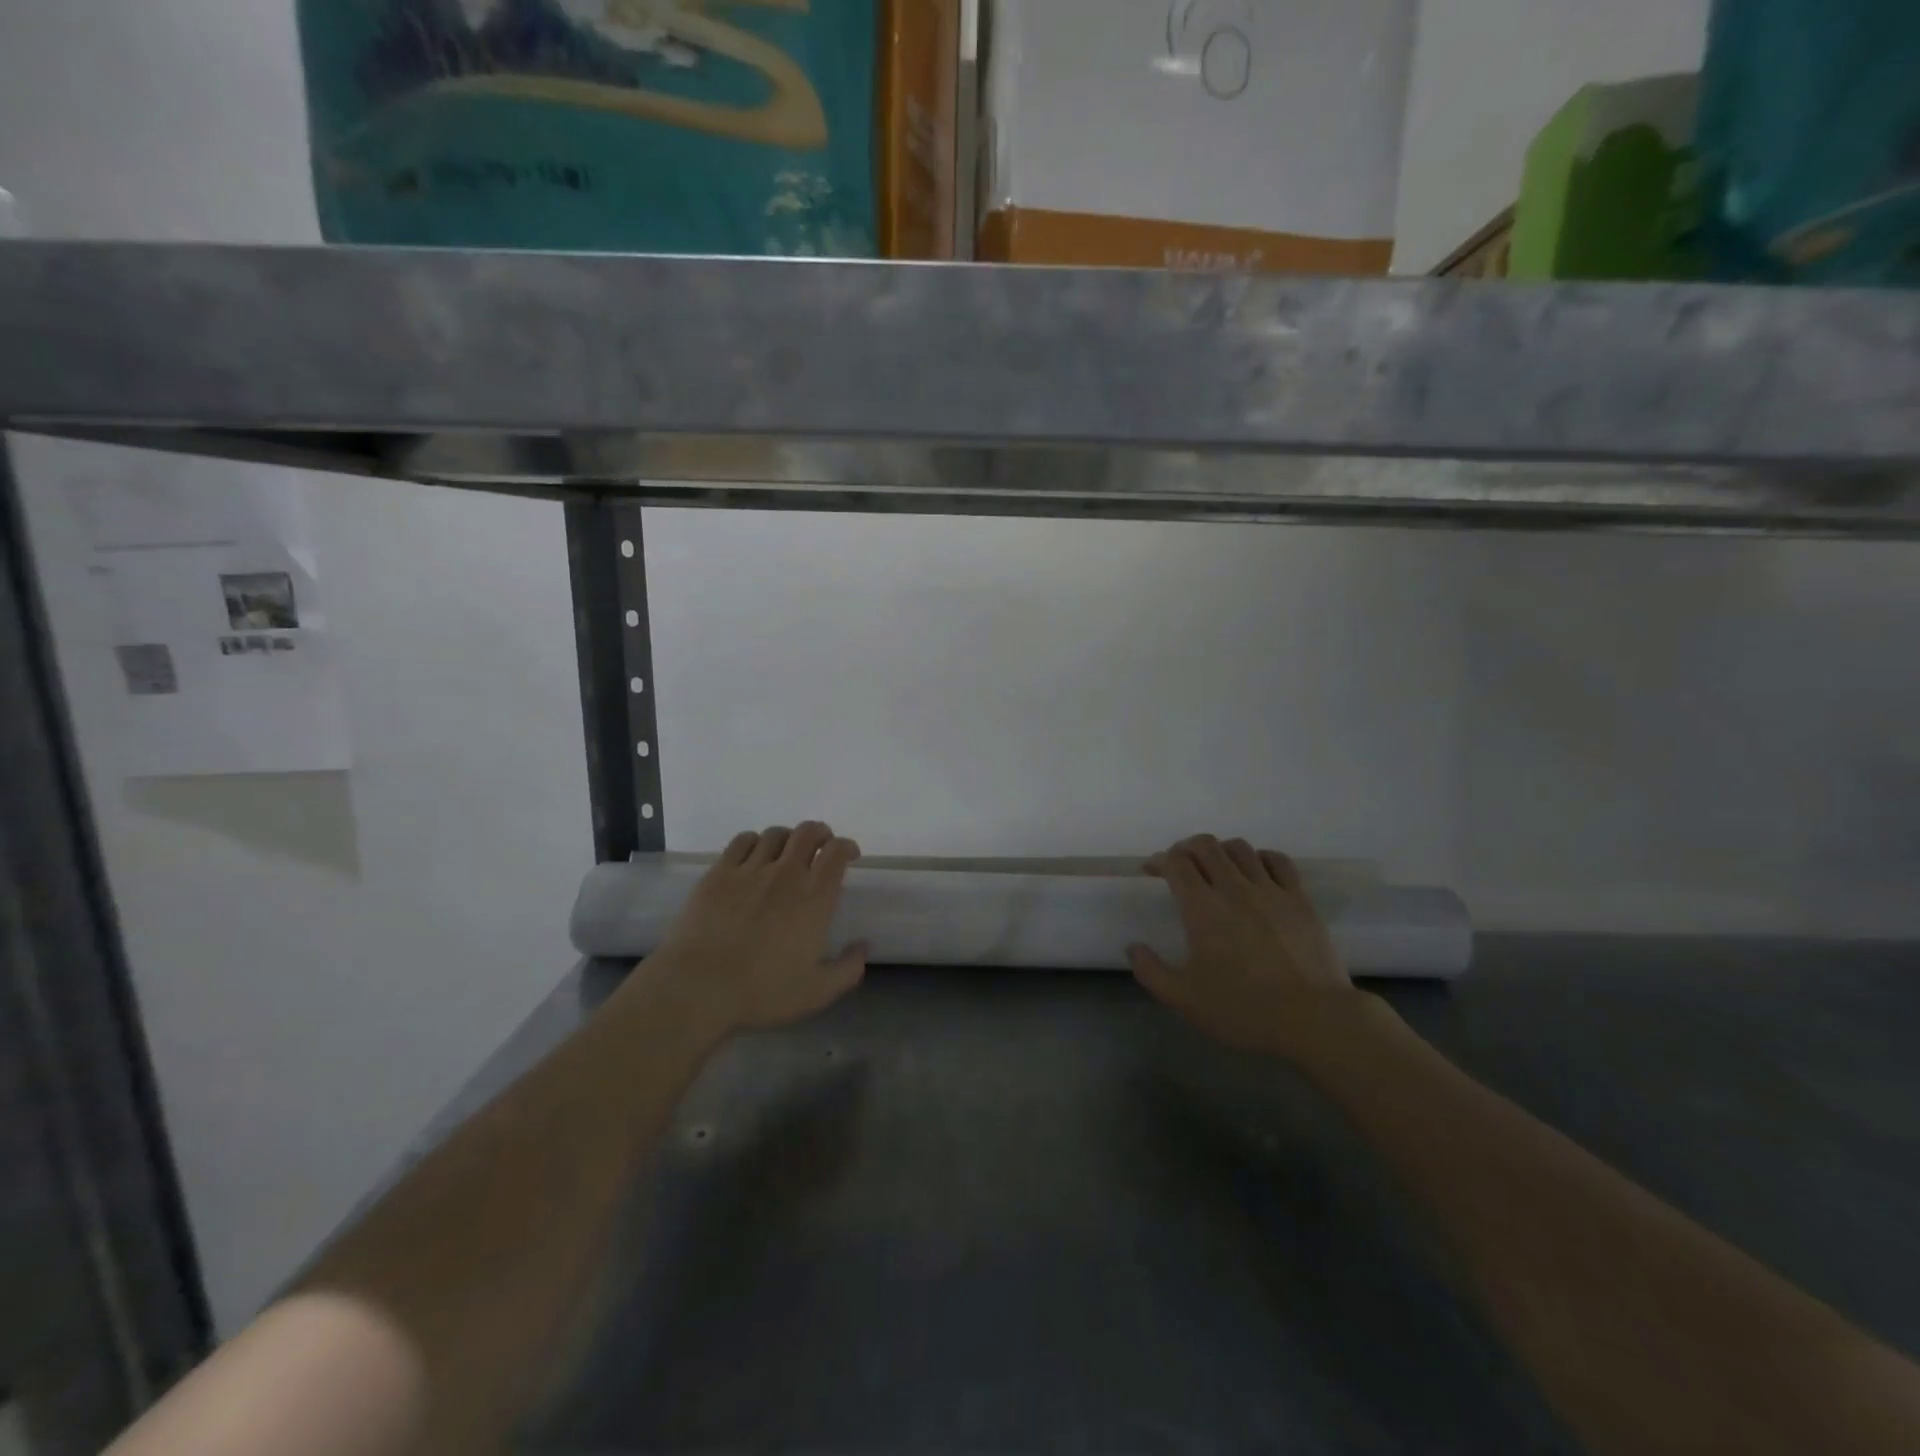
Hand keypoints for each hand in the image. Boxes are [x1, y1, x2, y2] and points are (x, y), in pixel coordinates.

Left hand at [638, 823, 866, 1033]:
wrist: (699, 987)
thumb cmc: (762, 991)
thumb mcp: (817, 992)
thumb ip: (848, 969)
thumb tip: (863, 946)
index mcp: (815, 897)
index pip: (837, 852)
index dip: (847, 846)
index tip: (850, 855)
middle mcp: (786, 873)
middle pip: (808, 832)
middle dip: (820, 833)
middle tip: (821, 847)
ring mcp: (749, 869)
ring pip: (775, 834)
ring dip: (788, 838)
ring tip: (787, 852)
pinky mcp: (718, 873)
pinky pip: (742, 841)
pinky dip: (755, 842)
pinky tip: (753, 856)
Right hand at [1128, 835, 1361, 1053]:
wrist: (1314, 1019)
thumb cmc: (1244, 1009)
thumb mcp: (1185, 1000)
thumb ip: (1151, 972)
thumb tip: (1133, 947)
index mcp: (1202, 908)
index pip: (1176, 862)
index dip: (1159, 859)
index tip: (1153, 870)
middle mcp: (1234, 888)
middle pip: (1206, 845)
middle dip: (1187, 847)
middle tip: (1182, 865)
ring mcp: (1271, 890)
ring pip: (1240, 848)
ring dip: (1221, 850)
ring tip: (1217, 867)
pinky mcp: (1300, 899)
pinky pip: (1278, 861)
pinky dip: (1260, 857)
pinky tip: (1257, 871)